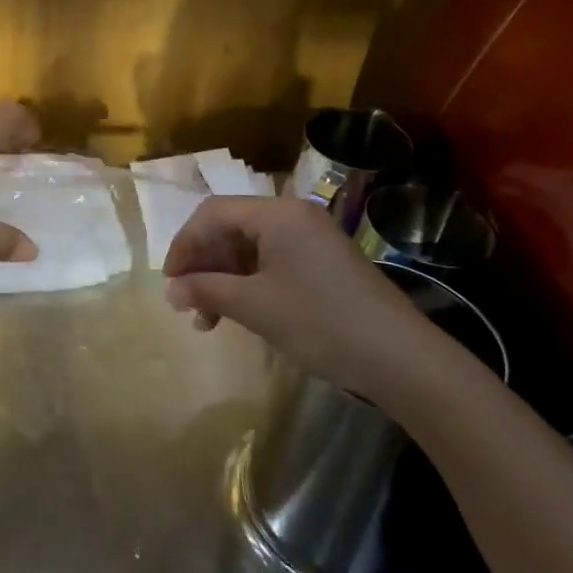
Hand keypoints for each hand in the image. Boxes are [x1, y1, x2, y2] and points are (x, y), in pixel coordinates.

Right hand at [163, 196, 447, 402]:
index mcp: (277, 213)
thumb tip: (172, 291)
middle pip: (231, 229)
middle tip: (188, 305)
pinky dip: (249, 284)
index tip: (170, 282)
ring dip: (224, 279)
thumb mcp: (254, 306)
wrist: (402, 359)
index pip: (212, 213)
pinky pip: (272, 263)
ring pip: (250, 249)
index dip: (184, 245)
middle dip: (204, 265)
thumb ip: (206, 290)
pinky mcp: (324, 264)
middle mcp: (294, 216)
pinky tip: (239, 314)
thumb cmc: (320, 322)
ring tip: (209, 320)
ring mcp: (312, 240)